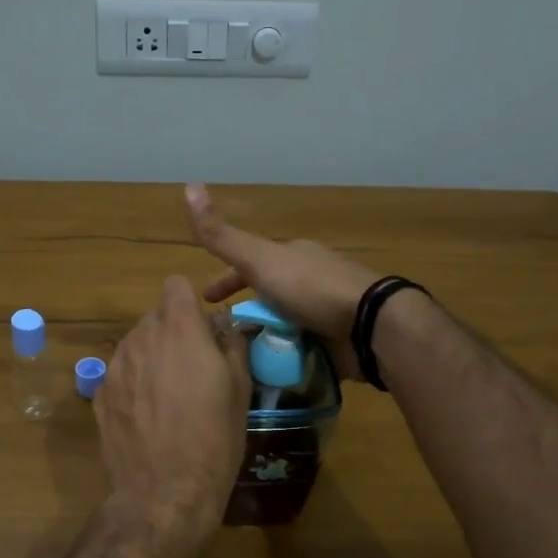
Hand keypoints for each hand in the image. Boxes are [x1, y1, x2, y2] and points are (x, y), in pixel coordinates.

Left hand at [95, 275, 251, 557]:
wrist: (164, 492)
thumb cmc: (214, 439)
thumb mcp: (240, 391)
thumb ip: (233, 347)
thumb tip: (227, 328)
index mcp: (180, 330)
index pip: (176, 285)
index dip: (190, 302)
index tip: (202, 328)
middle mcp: (141, 338)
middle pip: (155, 315)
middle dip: (173, 331)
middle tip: (192, 366)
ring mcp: (115, 366)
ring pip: (135, 343)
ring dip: (152, 356)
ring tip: (168, 394)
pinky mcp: (99, 394)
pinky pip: (120, 372)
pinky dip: (133, 382)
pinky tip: (147, 415)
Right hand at [185, 183, 378, 381]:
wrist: (369, 326)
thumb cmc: (311, 288)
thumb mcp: (260, 259)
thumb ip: (223, 236)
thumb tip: (188, 186)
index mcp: (292, 257)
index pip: (250, 266)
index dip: (225, 281)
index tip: (205, 302)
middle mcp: (309, 281)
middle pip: (266, 296)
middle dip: (242, 312)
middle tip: (218, 336)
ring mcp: (324, 312)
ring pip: (281, 324)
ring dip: (259, 338)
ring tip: (235, 360)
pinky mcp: (336, 342)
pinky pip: (299, 348)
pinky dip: (281, 357)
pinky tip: (265, 371)